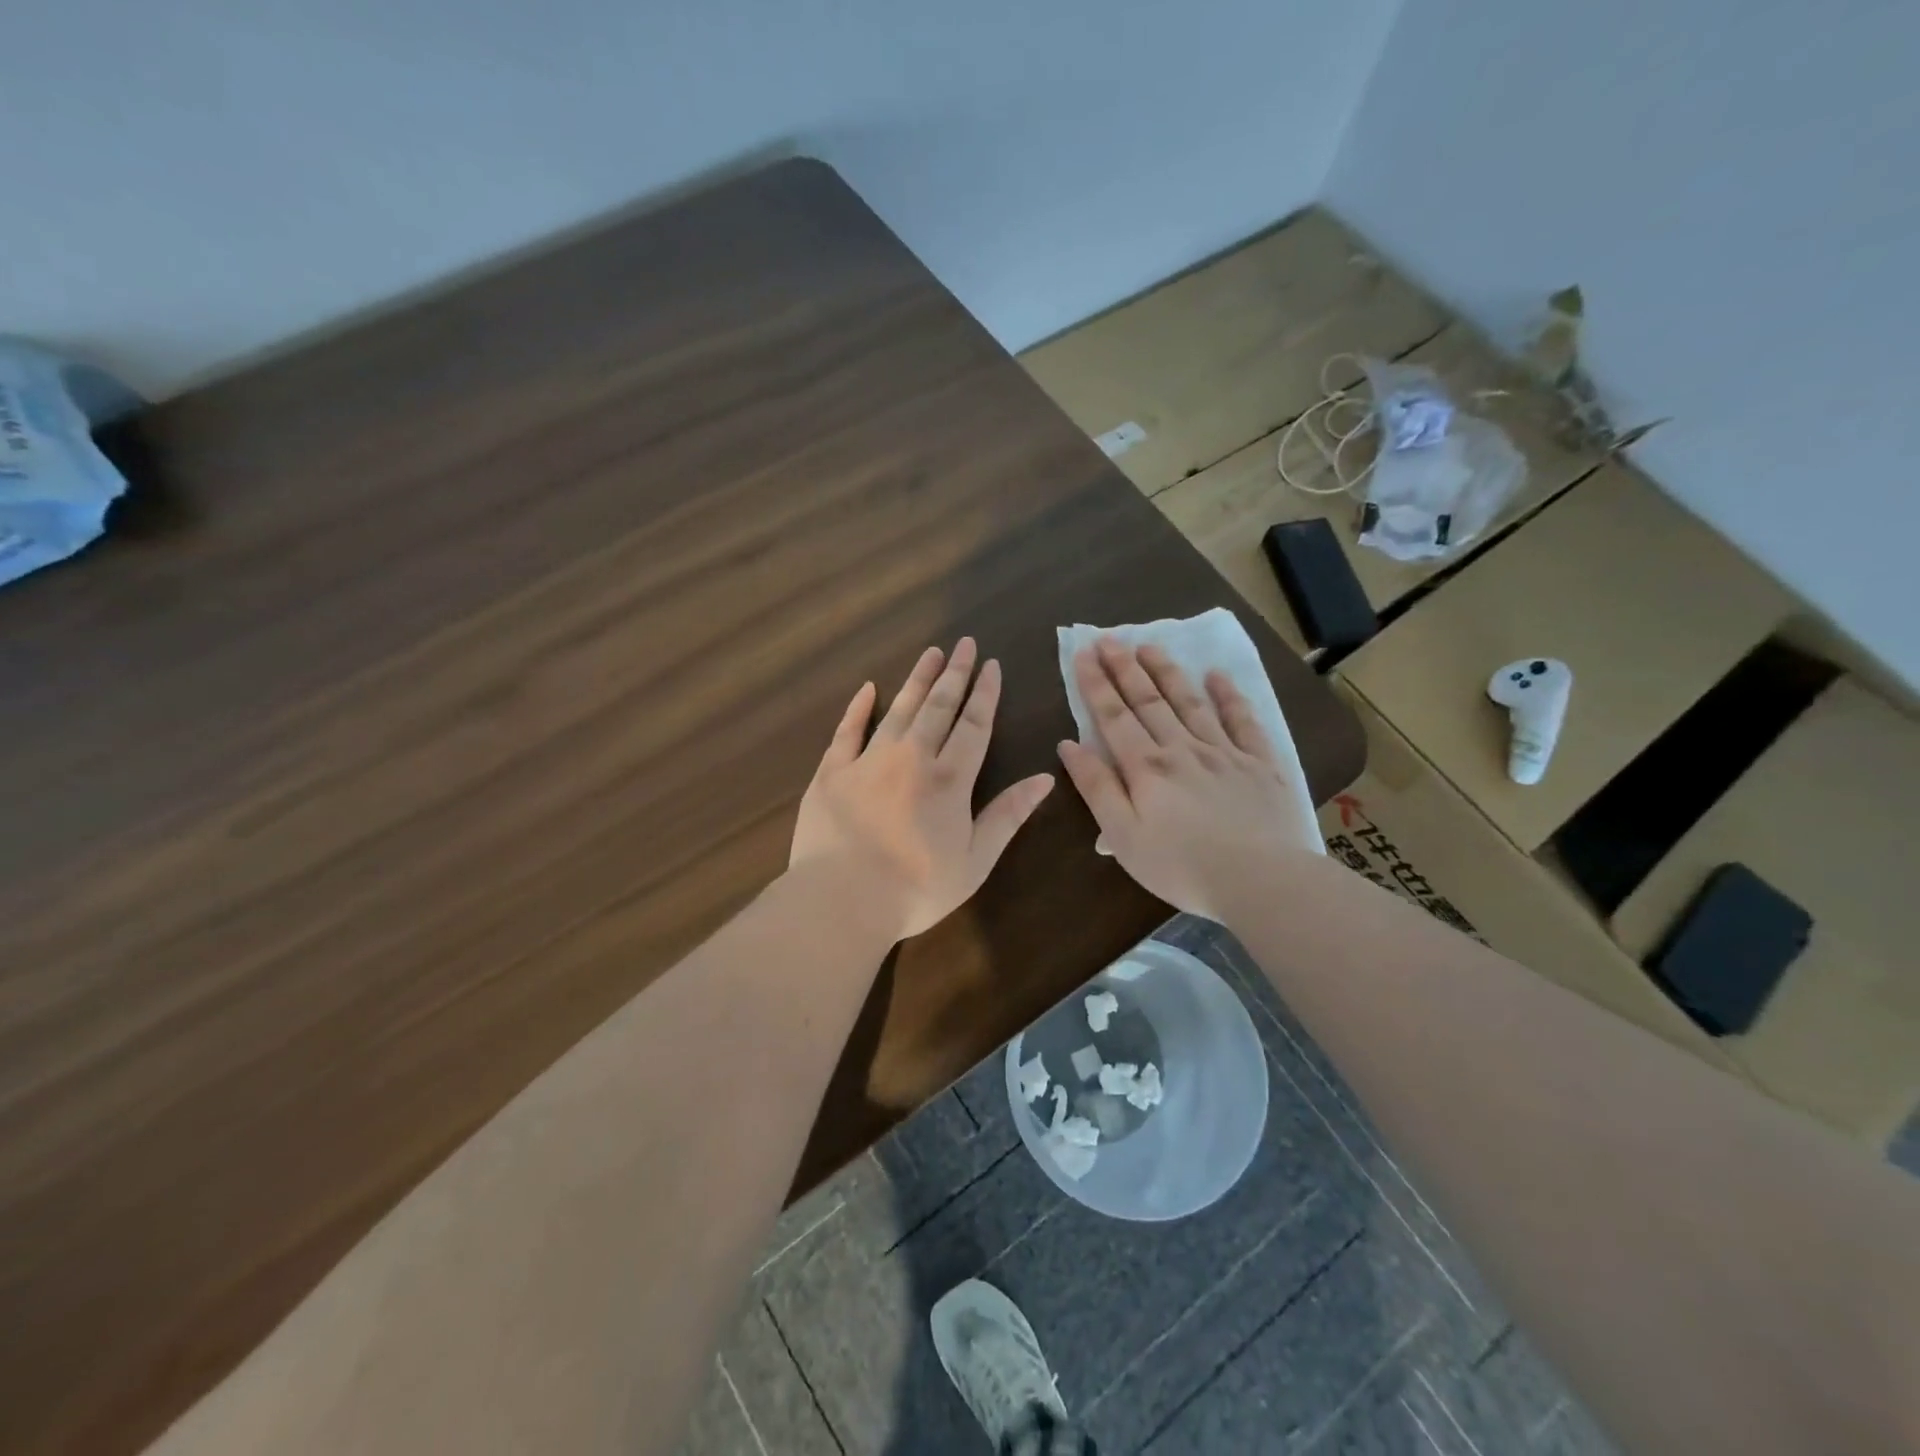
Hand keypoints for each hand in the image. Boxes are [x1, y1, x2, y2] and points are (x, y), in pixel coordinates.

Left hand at [791, 638, 1055, 940]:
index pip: (974, 725)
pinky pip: (846, 730)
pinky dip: (858, 707)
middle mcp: (911, 757)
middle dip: (955, 674)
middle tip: (964, 643)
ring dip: (917, 680)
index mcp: (949, 779)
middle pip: (938, 706)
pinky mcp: (831, 772)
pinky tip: (868, 688)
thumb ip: (1008, 815)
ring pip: (898, 709)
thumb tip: (1045, 777)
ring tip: (931, 653)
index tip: (992, 664)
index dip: (985, 694)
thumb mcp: (975, 860)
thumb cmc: (916, 889)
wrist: (842, 900)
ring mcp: (868, 760)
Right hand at [1056, 638, 1314, 921]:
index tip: (1084, 652)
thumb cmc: (1180, 866)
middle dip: (1126, 668)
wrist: (1260, 880)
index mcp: (1146, 767)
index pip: (1114, 716)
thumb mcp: (1122, 835)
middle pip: (1149, 701)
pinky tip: (1217, 675)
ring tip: (1151, 646)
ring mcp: (1224, 752)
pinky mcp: (1260, 763)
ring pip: (1190, 702)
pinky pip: (1242, 720)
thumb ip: (1096, 787)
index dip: (1096, 683)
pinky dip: (1229, 696)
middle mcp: (1182, 748)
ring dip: (1168, 672)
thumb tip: (1070, 745)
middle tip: (1110, 638)